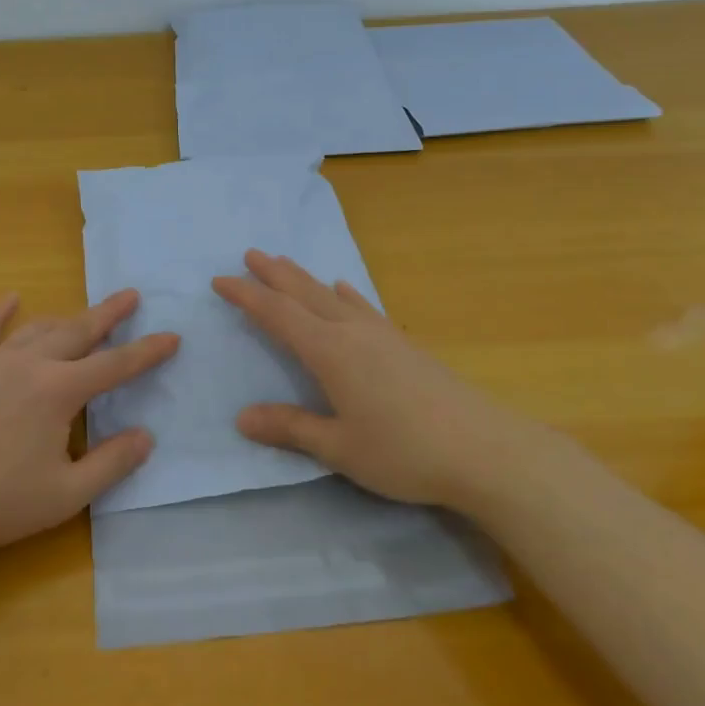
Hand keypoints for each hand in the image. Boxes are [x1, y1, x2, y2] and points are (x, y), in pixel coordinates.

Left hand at [0, 289, 179, 560]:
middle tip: (130, 296)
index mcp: (58, 392)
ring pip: (36, 330)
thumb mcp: (66, 494)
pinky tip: (10, 299)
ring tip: (83, 313)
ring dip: (64, 318)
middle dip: (108, 315)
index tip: (171, 336)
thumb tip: (146, 436)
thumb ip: (111, 463)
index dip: (146, 352)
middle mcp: (29, 366)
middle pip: (77, 332)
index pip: (114, 366)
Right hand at [212, 250, 563, 510]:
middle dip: (274, 274)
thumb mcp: (338, 447)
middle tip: (249, 254)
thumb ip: (290, 428)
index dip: (246, 297)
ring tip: (285, 262)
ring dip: (304, 279)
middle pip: (305, 294)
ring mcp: (382, 334)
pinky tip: (344, 289)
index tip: (220, 281)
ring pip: (332, 296)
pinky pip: (364, 307)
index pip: (277, 315)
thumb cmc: (403, 451)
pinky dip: (346, 295)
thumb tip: (241, 417)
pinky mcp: (405, 345)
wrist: (485, 450)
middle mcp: (352, 332)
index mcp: (329, 352)